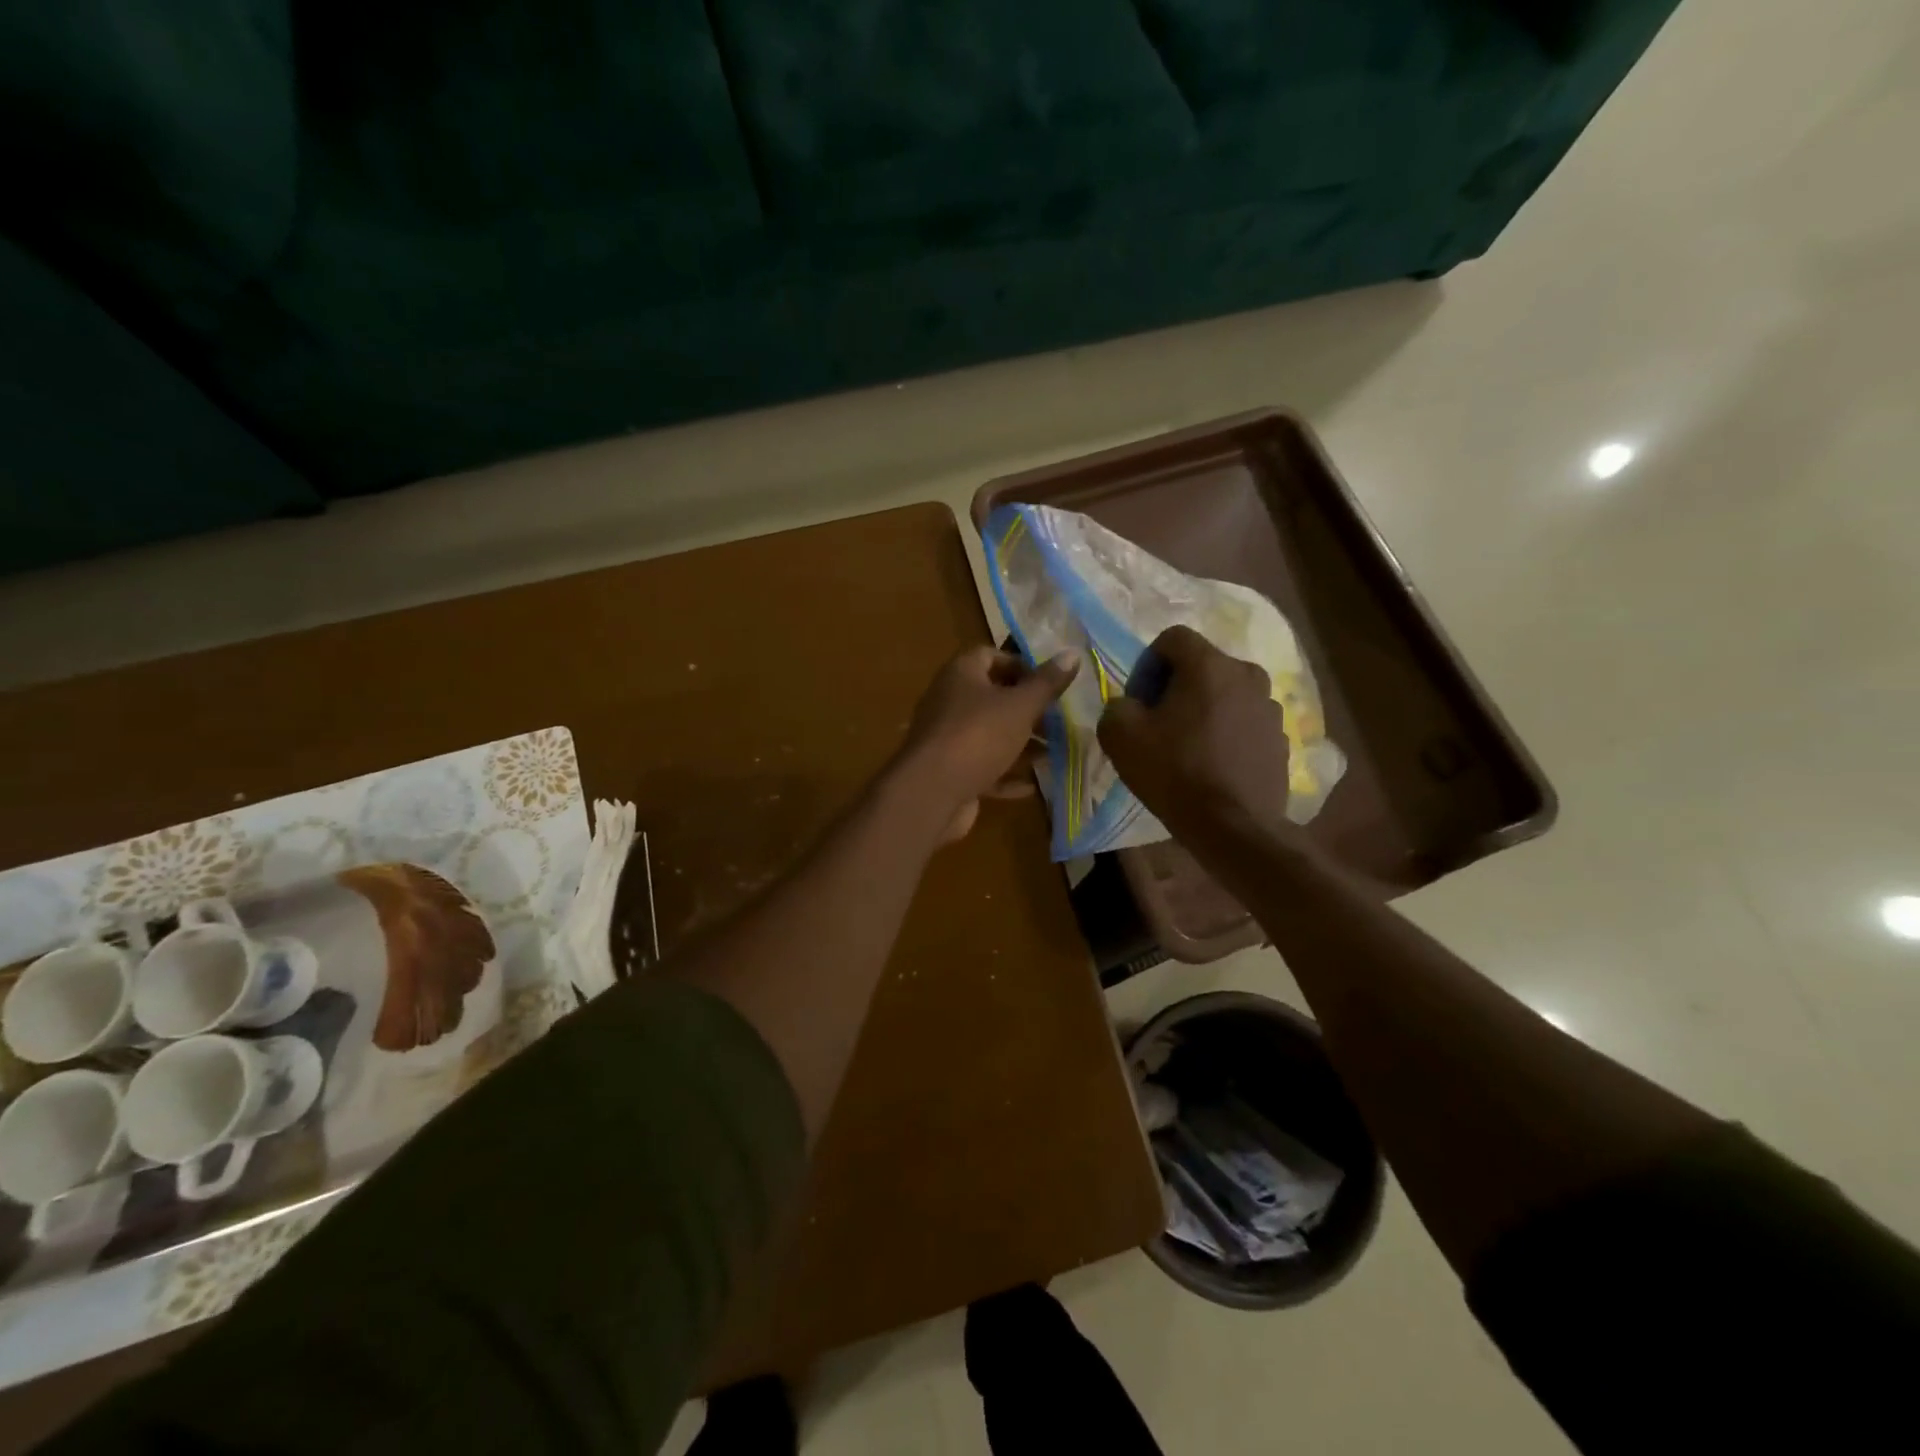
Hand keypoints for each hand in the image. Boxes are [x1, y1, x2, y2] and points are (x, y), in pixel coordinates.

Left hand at [896, 646, 1079, 841]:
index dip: (1020, 665)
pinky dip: (1005, 774)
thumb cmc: (978, 735)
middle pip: (991, 697)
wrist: (931, 792)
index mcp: (961, 674)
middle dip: (1026, 709)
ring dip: (1020, 744)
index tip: (1048, 683)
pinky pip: (982, 767)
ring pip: (989, 735)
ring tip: (1053, 753)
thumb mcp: (1020, 706)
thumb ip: (1046, 683)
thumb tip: (1072, 653)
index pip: (990, 656)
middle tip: (1058, 722)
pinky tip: (1031, 786)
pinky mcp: (949, 772)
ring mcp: (947, 739)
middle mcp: (949, 701)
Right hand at [1098, 626, 1293, 845]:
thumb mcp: (1121, 735)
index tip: (1139, 699)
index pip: (1173, 638)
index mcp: (1209, 665)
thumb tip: (1128, 704)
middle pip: (1202, 665)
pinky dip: (1227, 732)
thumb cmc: (1174, 772)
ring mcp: (1270, 707)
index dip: (1148, 663)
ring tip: (1188, 745)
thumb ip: (1116, 705)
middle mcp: (1247, 675)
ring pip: (1226, 693)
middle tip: (1158, 722)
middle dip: (1176, 686)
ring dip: (1204, 708)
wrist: (1233, 827)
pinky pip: (1245, 721)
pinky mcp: (1280, 738)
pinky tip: (1212, 764)